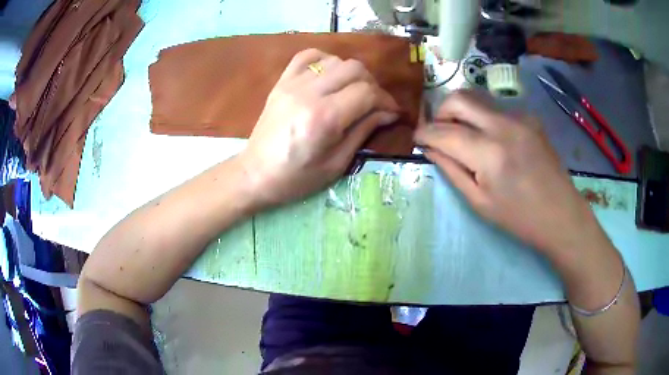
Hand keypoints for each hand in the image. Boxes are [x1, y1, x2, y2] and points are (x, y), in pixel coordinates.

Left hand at [238, 49, 399, 206]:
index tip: (391, 112)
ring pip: (335, 60)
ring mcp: (292, 83)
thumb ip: (363, 131)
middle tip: (373, 103)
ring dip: (351, 73)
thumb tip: (388, 112)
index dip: (386, 101)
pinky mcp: (281, 81)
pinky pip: (308, 56)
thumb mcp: (337, 163)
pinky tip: (329, 76)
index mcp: (324, 118)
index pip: (367, 93)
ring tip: (351, 92)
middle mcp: (309, 93)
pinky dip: (325, 61)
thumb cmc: (297, 178)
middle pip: (354, 69)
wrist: (255, 173)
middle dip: (372, 85)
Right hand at [415, 91, 606, 259]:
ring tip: (464, 136)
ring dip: (462, 113)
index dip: (424, 133)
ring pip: (477, 99)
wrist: (561, 214)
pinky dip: (484, 119)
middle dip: (440, 112)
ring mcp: (520, 117)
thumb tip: (430, 148)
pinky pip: (496, 109)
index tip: (416, 138)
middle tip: (440, 132)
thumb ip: (451, 170)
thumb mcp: (479, 202)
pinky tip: (492, 141)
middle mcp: (504, 125)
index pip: (444, 132)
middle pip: (459, 98)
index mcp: (489, 153)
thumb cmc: (519, 218)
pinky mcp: (530, 117)